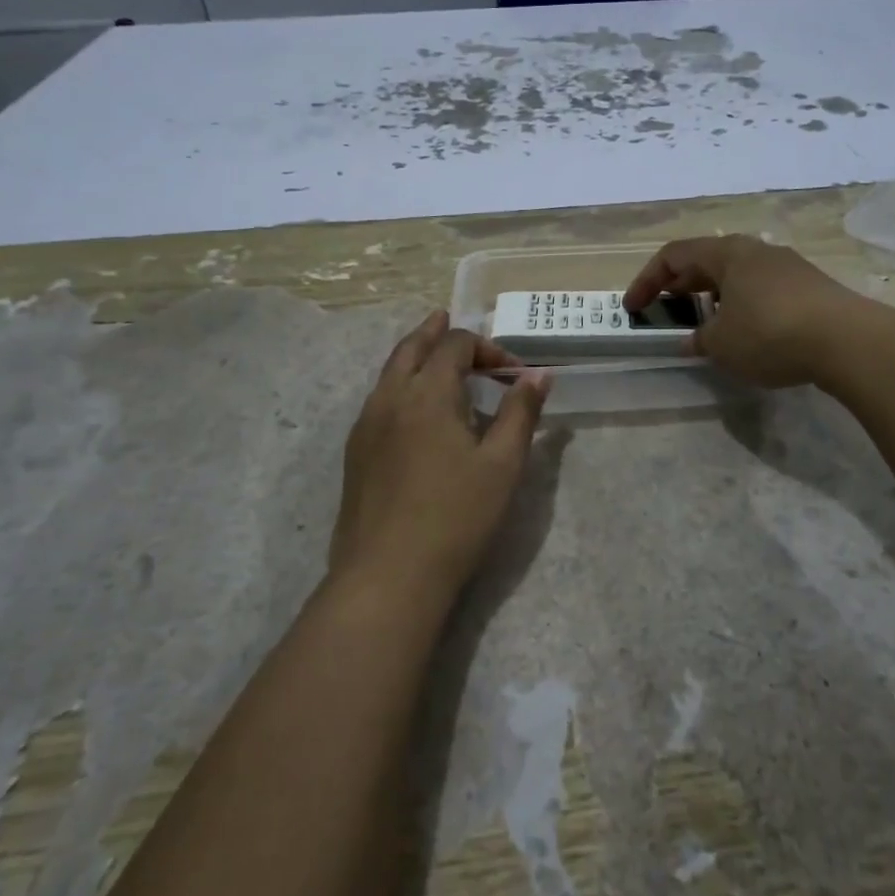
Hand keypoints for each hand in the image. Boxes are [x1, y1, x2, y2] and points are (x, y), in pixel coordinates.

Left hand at [331, 311, 550, 598]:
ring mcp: (365, 426)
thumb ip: (521, 412)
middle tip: (449, 319)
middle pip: (411, 347)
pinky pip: (378, 399)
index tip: (514, 373)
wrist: (388, 576)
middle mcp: (390, 398)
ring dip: (413, 355)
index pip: (455, 345)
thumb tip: (540, 374)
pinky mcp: (355, 453)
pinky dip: (399, 384)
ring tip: (431, 354)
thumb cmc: (456, 517)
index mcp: (427, 393)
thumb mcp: (502, 464)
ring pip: (389, 372)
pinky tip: (412, 408)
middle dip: (435, 332)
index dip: (487, 347)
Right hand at [623, 235, 882, 387]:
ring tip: (705, 326)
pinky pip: (762, 291)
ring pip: (736, 276)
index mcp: (727, 253)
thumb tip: (695, 339)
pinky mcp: (810, 287)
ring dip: (712, 298)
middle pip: (706, 261)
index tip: (633, 309)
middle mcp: (756, 251)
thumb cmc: (770, 334)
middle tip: (665, 311)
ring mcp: (787, 267)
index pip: (673, 256)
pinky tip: (746, 334)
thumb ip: (699, 339)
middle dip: (680, 287)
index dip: (647, 281)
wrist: (848, 341)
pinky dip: (741, 307)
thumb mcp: (721, 344)